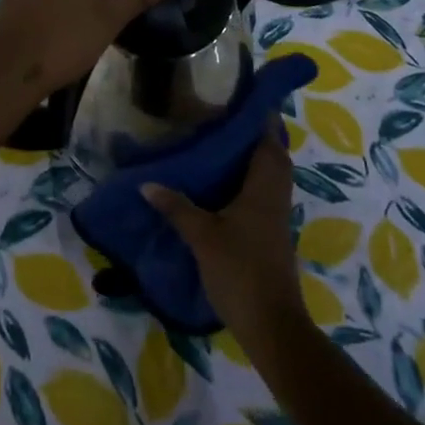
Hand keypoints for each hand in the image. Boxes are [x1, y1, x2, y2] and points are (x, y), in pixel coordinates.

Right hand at [142, 133, 308, 350]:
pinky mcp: (273, 235)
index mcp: (263, 187)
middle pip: (274, 156)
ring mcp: (277, 217)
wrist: (272, 325)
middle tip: (229, 120)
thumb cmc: (240, 271)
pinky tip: (227, 186)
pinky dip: (252, 181)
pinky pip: (266, 194)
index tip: (244, 98)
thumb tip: (147, 183)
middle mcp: (275, 196)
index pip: (268, 141)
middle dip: (257, 135)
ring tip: (224, 147)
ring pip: (272, 176)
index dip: (261, 117)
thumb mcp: (202, 236)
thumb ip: (176, 206)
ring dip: (256, 158)